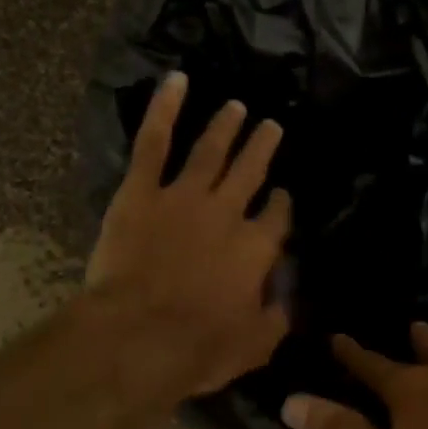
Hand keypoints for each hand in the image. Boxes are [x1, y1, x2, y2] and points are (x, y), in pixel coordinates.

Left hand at [85, 72, 291, 401]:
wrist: (138, 336)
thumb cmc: (197, 347)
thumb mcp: (254, 345)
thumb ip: (277, 317)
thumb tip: (289, 297)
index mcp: (255, 248)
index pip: (276, 217)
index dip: (280, 204)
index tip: (281, 195)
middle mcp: (226, 213)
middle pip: (250, 172)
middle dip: (263, 148)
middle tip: (272, 126)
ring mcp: (183, 196)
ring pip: (210, 151)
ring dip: (226, 127)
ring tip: (237, 107)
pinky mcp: (141, 191)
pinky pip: (154, 142)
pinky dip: (165, 109)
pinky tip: (177, 81)